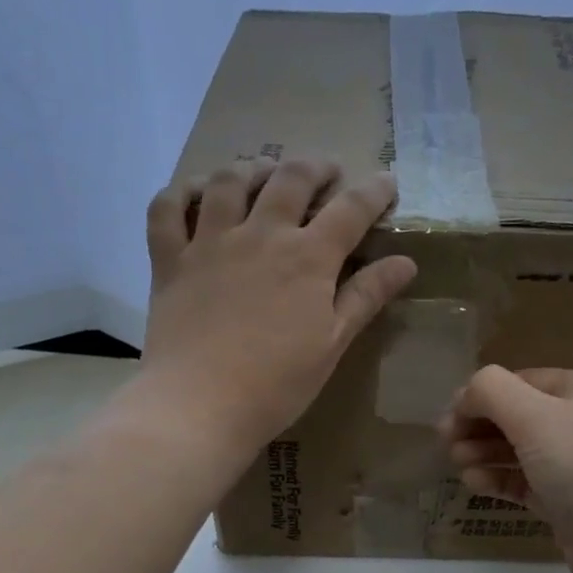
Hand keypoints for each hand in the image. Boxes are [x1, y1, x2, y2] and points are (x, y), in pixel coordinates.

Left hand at [142, 157, 416, 457]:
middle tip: (326, 172)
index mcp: (308, 258)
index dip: (373, 191)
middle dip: (315, 167)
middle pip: (290, 179)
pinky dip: (180, 193)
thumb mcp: (332, 344)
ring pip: (230, 181)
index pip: (350, 210)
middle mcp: (260, 235)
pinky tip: (196, 196)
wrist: (200, 405)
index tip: (386, 182)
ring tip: (263, 172)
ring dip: (252, 168)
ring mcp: (210, 242)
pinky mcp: (170, 260)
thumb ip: (366, 298)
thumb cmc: (277, 385)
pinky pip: (167, 209)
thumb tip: (405, 263)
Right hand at [439, 366, 572, 572]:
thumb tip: (466, 395)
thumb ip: (491, 392)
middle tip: (446, 443)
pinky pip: (526, 483)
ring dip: (485, 453)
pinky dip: (499, 480)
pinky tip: (474, 483)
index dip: (480, 396)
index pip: (519, 381)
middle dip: (479, 426)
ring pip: (520, 451)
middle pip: (517, 415)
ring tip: (458, 464)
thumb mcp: (534, 415)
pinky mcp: (570, 502)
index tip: (447, 418)